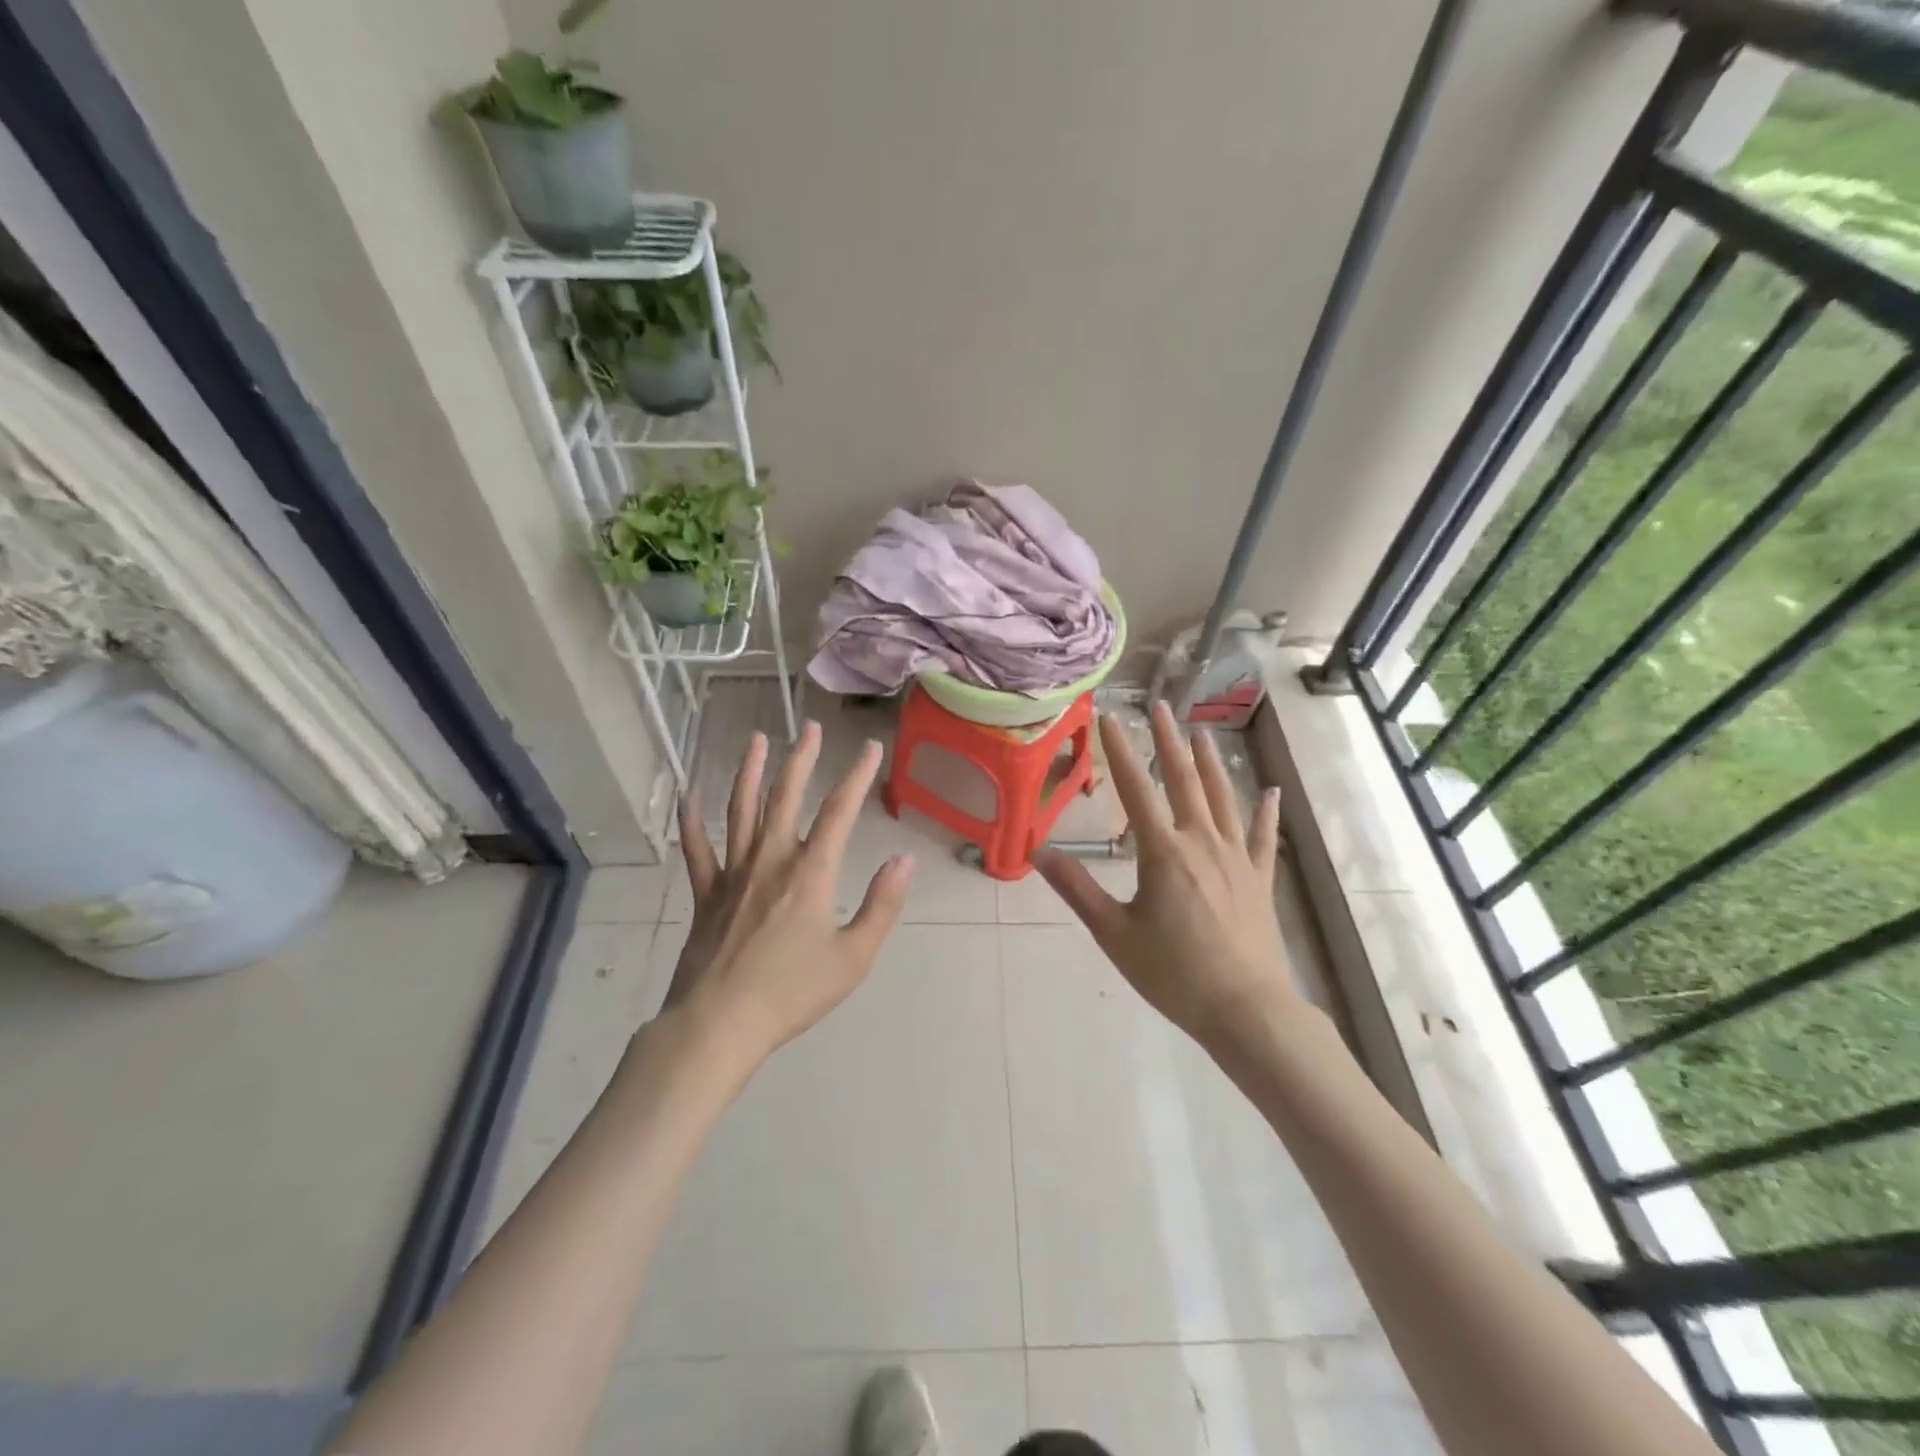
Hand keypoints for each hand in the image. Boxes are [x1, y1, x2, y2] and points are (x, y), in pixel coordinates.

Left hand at [663, 720, 914, 1067]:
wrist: (719, 1024)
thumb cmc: (792, 992)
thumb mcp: (854, 956)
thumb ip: (882, 905)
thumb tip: (905, 860)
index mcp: (811, 873)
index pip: (840, 811)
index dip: (857, 775)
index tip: (869, 747)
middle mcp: (771, 859)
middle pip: (785, 797)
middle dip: (801, 759)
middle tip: (809, 727)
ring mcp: (733, 873)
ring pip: (740, 810)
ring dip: (749, 771)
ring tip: (756, 740)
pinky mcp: (706, 893)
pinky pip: (697, 848)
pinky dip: (691, 818)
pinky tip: (689, 792)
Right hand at [1035, 701, 1289, 1047]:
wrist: (1246, 1009)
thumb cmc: (1173, 973)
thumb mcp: (1114, 934)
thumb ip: (1077, 889)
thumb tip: (1038, 854)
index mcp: (1163, 852)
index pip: (1136, 789)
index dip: (1120, 751)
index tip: (1110, 717)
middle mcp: (1202, 842)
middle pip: (1184, 780)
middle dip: (1169, 741)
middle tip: (1161, 706)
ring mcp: (1236, 857)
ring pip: (1223, 798)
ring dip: (1210, 763)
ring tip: (1201, 733)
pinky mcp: (1259, 878)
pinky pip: (1263, 836)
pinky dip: (1266, 811)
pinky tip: (1271, 791)